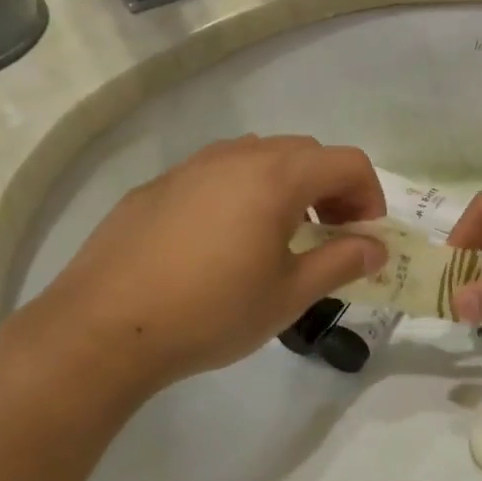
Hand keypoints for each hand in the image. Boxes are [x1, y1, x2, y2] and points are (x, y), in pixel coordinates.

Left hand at [43, 135, 386, 384]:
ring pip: (258, 157)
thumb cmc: (212, 311)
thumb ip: (341, 262)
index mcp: (276, 176)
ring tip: (280, 236)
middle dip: (332, 188)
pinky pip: (217, 174)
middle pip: (305, 152)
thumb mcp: (289, 294)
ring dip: (287, 187)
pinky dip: (243, 193)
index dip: (370, 195)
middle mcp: (236, 157)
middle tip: (330, 234)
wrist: (105, 327)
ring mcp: (191, 167)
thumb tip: (376, 248)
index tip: (364, 236)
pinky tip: (224, 243)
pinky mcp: (158, 187)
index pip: (347, 162)